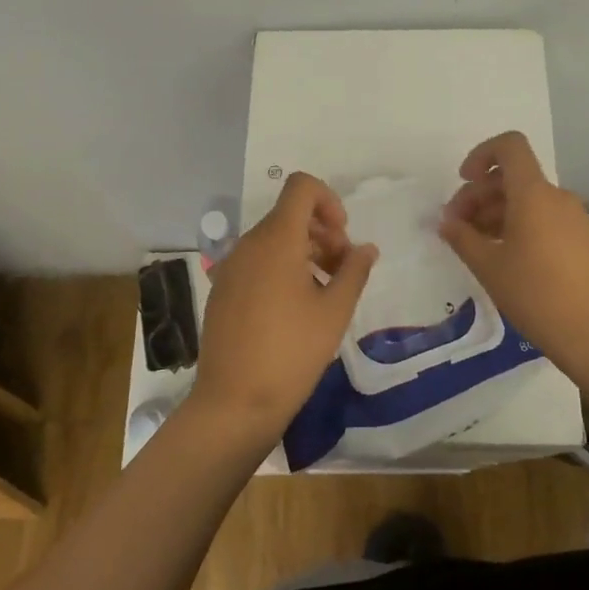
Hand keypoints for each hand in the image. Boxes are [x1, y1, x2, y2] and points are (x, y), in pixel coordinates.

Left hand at [191, 172, 377, 449]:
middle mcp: (249, 244)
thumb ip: (354, 271)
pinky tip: (296, 308)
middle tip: (343, 269)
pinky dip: (281, 268)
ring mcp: (231, 267)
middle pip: (289, 215)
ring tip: (325, 291)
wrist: (234, 402)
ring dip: (305, 252)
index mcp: (277, 239)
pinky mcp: (222, 290)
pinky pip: (257, 262)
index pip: (301, 187)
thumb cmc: (292, 352)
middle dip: (322, 232)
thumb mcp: (335, 311)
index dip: (328, 199)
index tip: (342, 236)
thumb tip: (366, 248)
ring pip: (273, 240)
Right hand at [437, 131, 588, 367]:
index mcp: (534, 194)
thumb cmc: (536, 294)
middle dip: (479, 194)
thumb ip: (462, 237)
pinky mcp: (584, 241)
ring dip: (497, 213)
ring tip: (476, 246)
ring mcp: (575, 219)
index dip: (482, 154)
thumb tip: (447, 222)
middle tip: (456, 227)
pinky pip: (544, 219)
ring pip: (528, 200)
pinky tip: (505, 258)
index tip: (464, 181)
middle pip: (513, 177)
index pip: (510, 146)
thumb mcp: (489, 266)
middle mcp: (557, 197)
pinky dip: (519, 226)